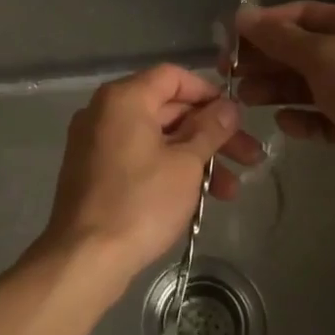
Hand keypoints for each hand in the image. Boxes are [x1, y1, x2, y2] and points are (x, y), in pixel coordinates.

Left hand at [41, 64, 264, 291]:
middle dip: (211, 133)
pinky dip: (168, 168)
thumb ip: (210, 129)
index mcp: (124, 98)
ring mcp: (96, 142)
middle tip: (249, 157)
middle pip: (168, 108)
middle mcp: (105, 111)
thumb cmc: (140, 202)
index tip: (236, 116)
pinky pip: (138, 156)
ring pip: (156, 137)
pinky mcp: (93, 171)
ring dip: (196, 158)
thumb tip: (229, 107)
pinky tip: (198, 196)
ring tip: (231, 191)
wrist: (85, 258)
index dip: (208, 93)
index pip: (173, 76)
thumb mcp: (185, 164)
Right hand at [234, 1, 334, 161]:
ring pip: (308, 84)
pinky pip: (321, 115)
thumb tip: (241, 15)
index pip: (304, 14)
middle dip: (267, 60)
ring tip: (246, 99)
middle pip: (303, 50)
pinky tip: (284, 123)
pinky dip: (301, 117)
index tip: (233, 37)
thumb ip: (279, 37)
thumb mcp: (321, 55)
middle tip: (230, 72)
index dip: (267, 23)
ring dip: (276, 89)